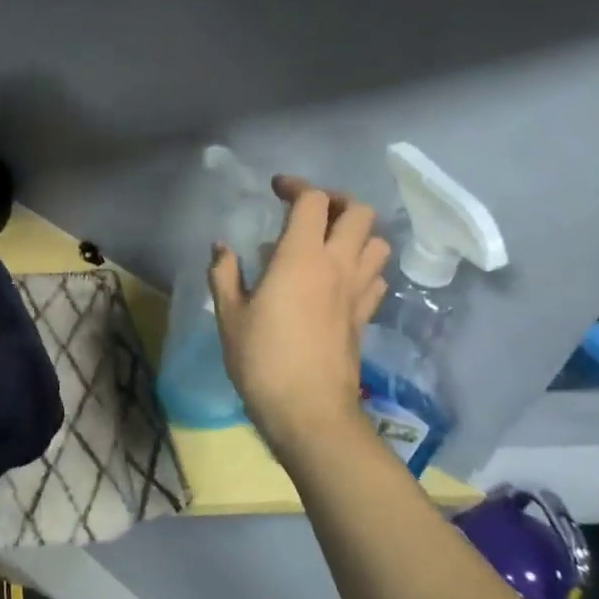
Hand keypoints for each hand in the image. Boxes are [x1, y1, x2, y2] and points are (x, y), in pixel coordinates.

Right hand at [209, 176, 390, 447]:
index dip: (297, 186)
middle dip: (336, 201)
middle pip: (360, 212)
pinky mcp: (365, 316)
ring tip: (329, 241)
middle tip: (309, 211)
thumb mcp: (230, 315)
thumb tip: (221, 247)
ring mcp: (357, 291)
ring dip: (357, 232)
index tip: (277, 189)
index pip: (313, 201)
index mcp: (301, 257)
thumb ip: (224, 274)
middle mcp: (337, 265)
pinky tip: (340, 278)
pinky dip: (363, 266)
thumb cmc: (262, 360)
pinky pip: (376, 277)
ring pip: (377, 242)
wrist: (309, 411)